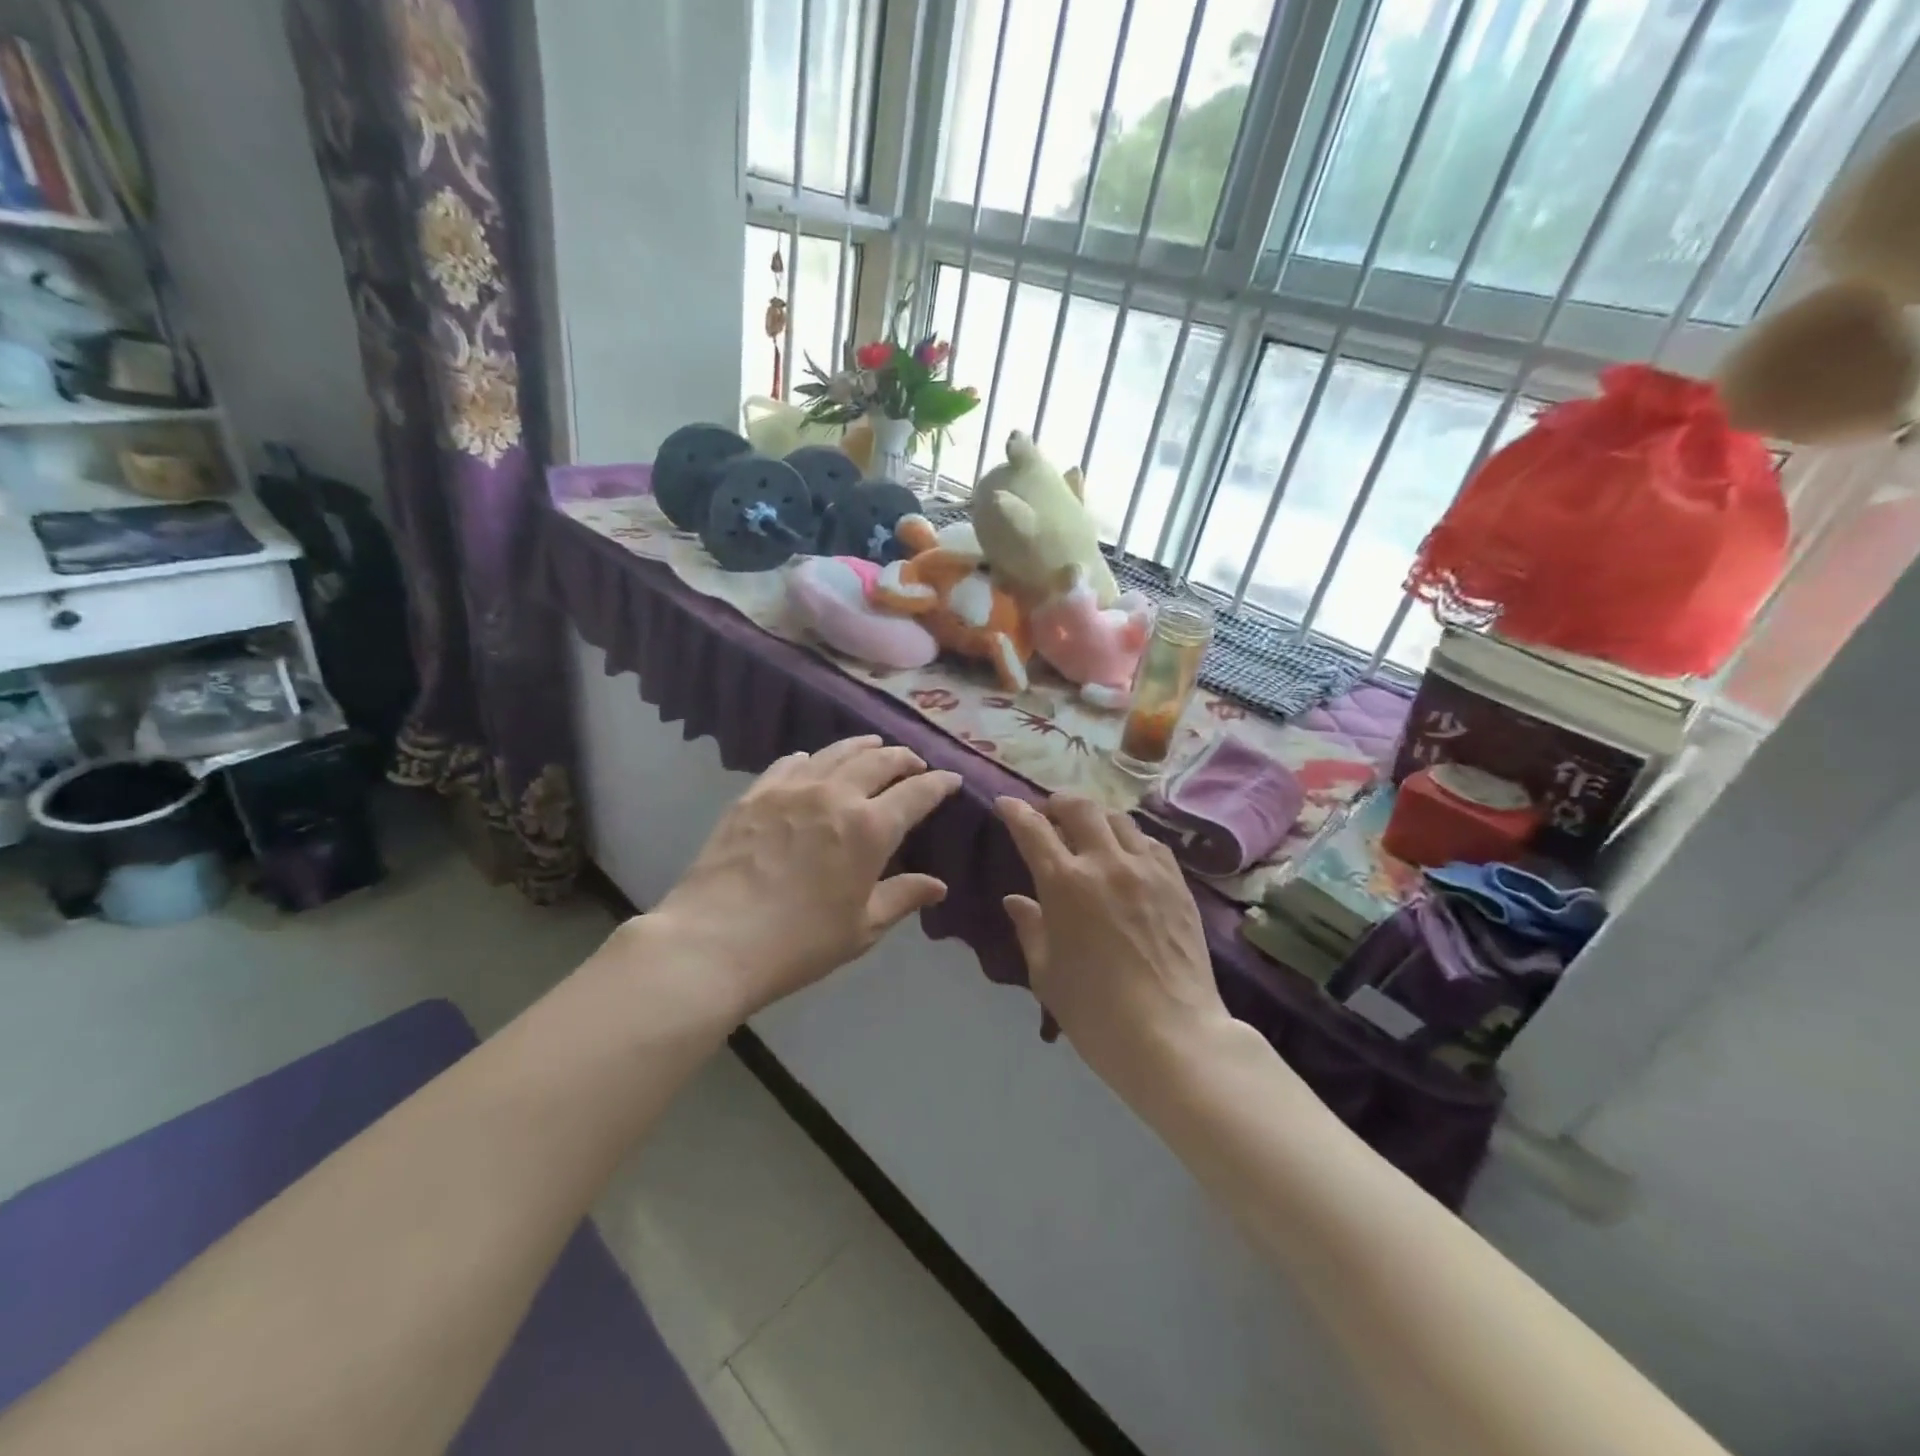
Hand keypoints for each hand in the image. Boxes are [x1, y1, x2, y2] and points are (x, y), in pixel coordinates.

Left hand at [645, 737, 961, 1018]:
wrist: (715, 941)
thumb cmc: (799, 943)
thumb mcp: (861, 928)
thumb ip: (902, 897)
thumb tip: (938, 886)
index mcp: (870, 827)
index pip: (917, 793)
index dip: (939, 783)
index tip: (951, 779)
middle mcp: (835, 795)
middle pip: (879, 761)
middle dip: (903, 758)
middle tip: (915, 762)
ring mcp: (792, 789)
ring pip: (835, 753)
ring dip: (862, 747)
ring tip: (874, 746)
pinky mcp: (755, 794)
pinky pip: (790, 764)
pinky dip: (811, 758)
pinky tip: (811, 761)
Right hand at [996, 794, 1228, 1102]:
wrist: (1172, 1036)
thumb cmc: (1095, 1012)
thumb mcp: (1046, 973)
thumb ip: (1030, 928)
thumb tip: (1016, 900)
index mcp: (1065, 883)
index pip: (1033, 829)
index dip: (1015, 811)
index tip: (1005, 805)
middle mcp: (1106, 863)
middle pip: (1080, 807)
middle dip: (1057, 802)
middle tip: (1048, 814)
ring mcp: (1147, 869)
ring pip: (1118, 818)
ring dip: (1095, 817)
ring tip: (1087, 832)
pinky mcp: (1177, 883)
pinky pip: (1150, 843)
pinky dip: (1130, 839)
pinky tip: (1126, 856)